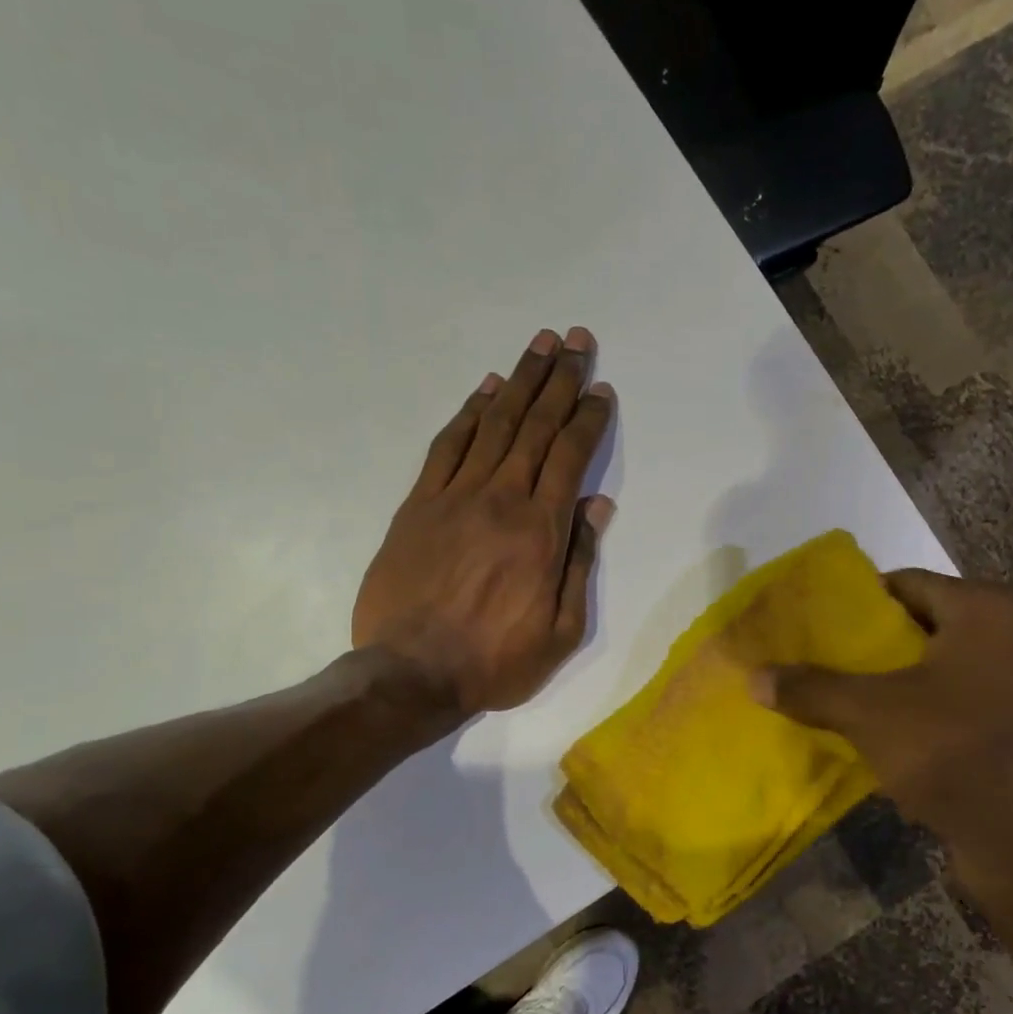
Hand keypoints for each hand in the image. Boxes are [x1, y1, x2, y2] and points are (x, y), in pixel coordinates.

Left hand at [353, 326, 615, 716]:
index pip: (570, 456)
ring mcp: (454, 497)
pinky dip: (468, 413)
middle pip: (535, 426)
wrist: (411, 674)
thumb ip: (579, 563)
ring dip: (520, 381)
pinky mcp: (418, 505)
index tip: (601, 389)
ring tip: (539, 345)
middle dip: (560, 379)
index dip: (588, 418)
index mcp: (541, 531)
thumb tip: (597, 505)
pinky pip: (447, 446)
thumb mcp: (560, 630)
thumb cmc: (495, 661)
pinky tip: (485, 389)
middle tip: (576, 339)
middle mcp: (501, 500)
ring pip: (494, 425)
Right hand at [755, 571, 1012, 914]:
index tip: (813, 623)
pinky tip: (881, 735)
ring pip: (942, 669)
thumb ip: (811, 689)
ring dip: (894, 682)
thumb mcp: (870, 714)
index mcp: (990, 611)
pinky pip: (962, 704)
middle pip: (924, 626)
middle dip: (870, 646)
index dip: (855, 602)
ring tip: (839, 696)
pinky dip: (923, 712)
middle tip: (818, 659)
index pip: (906, 583)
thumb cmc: (957, 754)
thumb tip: (753, 678)